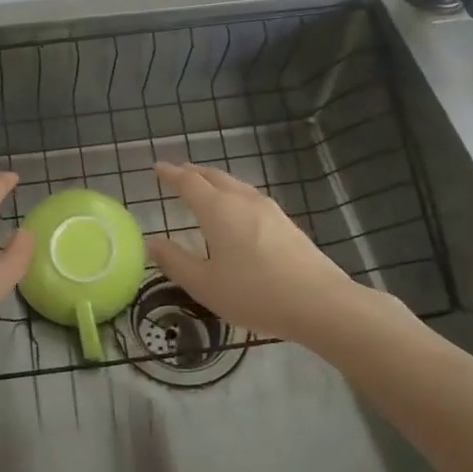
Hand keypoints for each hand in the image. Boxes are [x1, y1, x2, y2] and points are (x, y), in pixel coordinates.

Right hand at [145, 162, 393, 346]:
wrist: (319, 303)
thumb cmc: (254, 293)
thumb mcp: (204, 285)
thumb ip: (175, 262)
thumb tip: (153, 243)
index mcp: (218, 210)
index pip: (188, 182)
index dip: (170, 174)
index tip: (157, 168)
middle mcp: (242, 201)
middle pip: (214, 177)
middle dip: (193, 173)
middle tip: (177, 173)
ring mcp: (268, 209)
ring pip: (235, 185)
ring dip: (215, 182)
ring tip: (204, 188)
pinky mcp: (286, 223)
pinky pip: (250, 197)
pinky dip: (233, 194)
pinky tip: (236, 211)